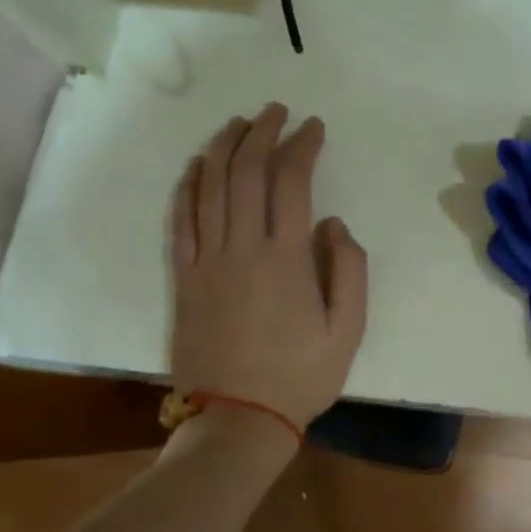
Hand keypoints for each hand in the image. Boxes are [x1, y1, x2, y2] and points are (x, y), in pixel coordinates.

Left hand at [169, 104, 367, 430]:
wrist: (238, 420)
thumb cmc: (301, 376)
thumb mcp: (349, 329)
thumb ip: (349, 269)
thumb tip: (332, 224)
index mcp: (286, 258)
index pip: (291, 182)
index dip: (302, 146)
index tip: (314, 127)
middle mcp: (242, 247)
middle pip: (246, 172)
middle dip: (262, 133)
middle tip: (276, 111)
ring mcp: (206, 260)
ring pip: (209, 187)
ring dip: (223, 148)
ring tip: (238, 123)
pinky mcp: (183, 277)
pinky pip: (180, 219)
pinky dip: (188, 186)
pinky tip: (197, 166)